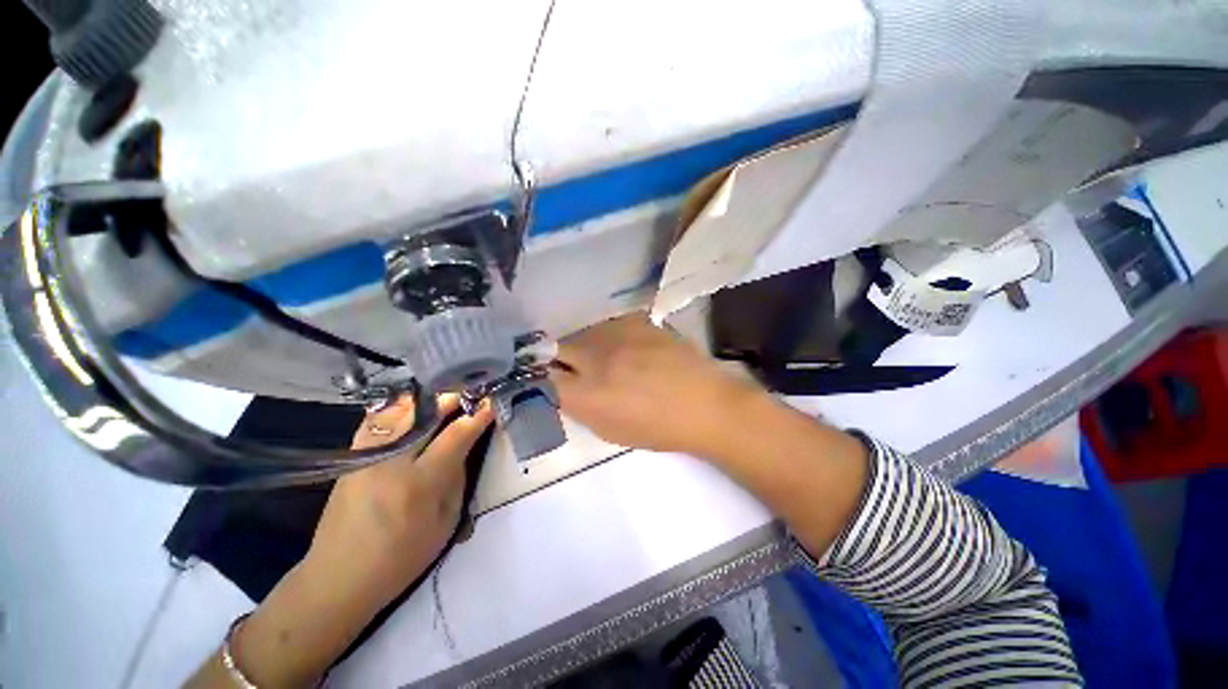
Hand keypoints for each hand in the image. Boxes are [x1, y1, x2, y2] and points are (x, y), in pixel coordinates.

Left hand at [306, 394, 493, 610]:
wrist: (339, 577)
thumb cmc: (402, 557)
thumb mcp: (445, 522)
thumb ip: (457, 478)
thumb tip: (464, 446)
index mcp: (420, 483)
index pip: (456, 435)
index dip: (477, 416)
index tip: (491, 403)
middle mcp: (391, 462)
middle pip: (425, 415)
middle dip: (453, 399)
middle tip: (470, 394)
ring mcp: (366, 456)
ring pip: (399, 411)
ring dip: (426, 400)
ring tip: (444, 397)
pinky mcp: (351, 457)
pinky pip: (376, 420)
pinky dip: (397, 408)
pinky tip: (410, 407)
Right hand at [550, 313, 763, 456]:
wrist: (705, 404)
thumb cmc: (658, 428)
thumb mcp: (610, 430)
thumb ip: (580, 407)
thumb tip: (564, 388)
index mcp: (588, 395)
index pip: (544, 378)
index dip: (544, 378)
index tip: (550, 379)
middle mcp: (597, 360)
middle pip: (557, 347)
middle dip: (560, 358)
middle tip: (577, 368)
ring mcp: (618, 336)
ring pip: (584, 334)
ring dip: (587, 347)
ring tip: (608, 359)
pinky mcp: (638, 322)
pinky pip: (610, 326)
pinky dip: (611, 337)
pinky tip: (629, 348)